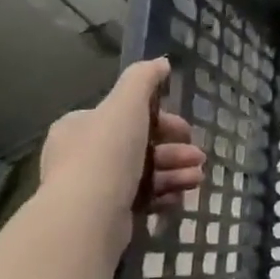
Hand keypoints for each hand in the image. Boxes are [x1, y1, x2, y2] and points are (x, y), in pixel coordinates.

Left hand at [40, 59, 205, 242]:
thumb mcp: (126, 104)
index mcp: (81, 126)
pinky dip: (165, 195)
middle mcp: (83, 155)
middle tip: (199, 157)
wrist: (88, 216)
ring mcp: (94, 187)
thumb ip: (144, 79)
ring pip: (145, 173)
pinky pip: (142, 199)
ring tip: (198, 178)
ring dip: (176, 172)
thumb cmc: (107, 153)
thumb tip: (161, 62)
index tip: (186, 130)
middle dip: (175, 150)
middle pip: (141, 146)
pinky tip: (182, 197)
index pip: (126, 116)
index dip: (161, 120)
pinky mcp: (106, 215)